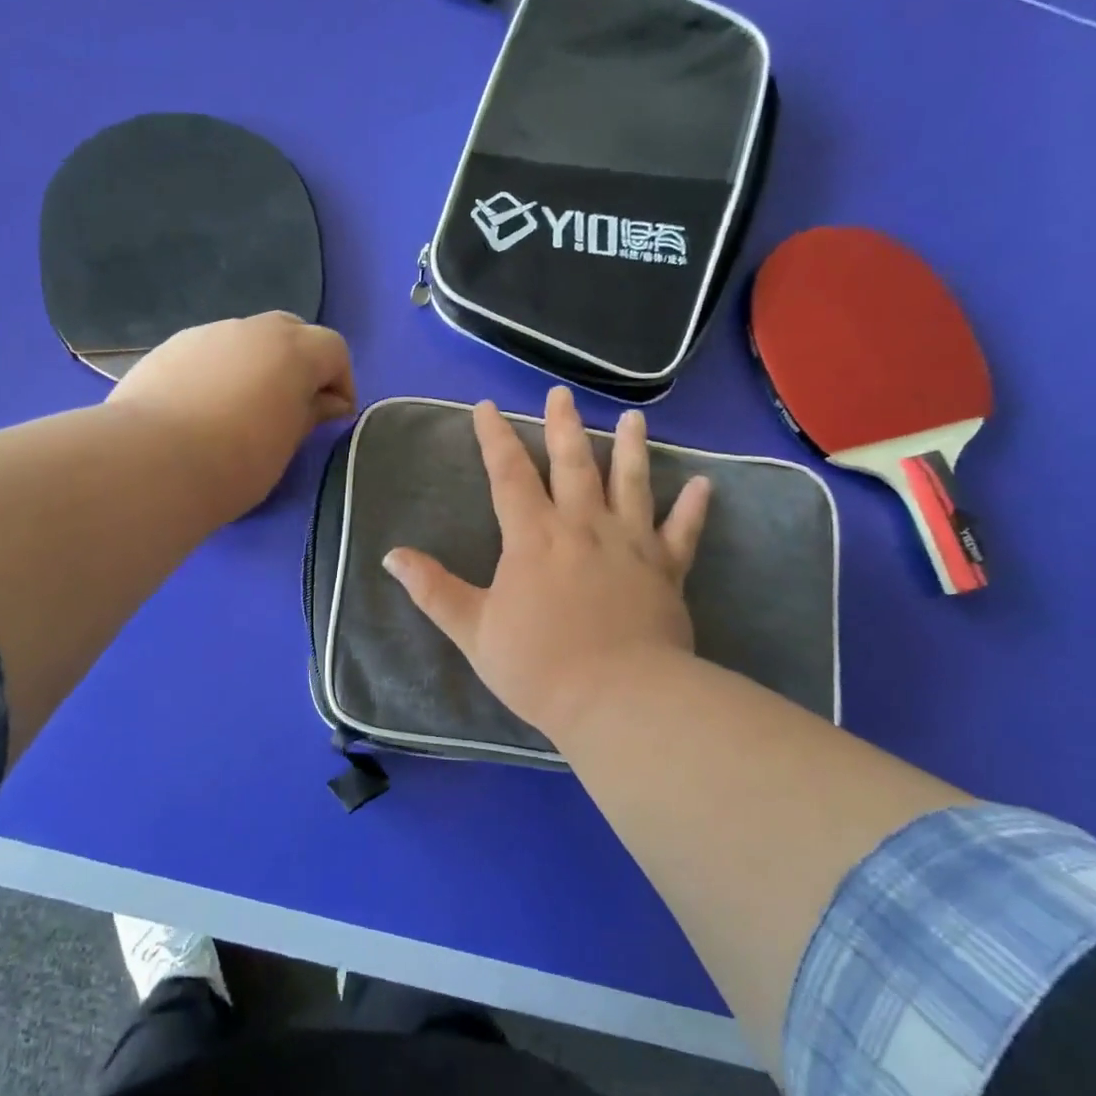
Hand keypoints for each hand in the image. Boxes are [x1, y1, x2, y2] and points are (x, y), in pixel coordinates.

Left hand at [108, 312, 355, 522]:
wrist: (152, 463)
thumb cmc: (235, 462)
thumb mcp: (285, 445)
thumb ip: (310, 415)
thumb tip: (327, 403)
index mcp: (292, 350)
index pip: (333, 349)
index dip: (341, 381)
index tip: (334, 417)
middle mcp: (251, 329)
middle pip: (291, 332)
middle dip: (301, 363)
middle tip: (294, 405)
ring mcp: (206, 334)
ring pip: (246, 339)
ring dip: (257, 364)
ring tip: (244, 408)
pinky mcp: (169, 348)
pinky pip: (209, 352)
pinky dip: (220, 371)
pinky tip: (204, 407)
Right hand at [383, 385, 710, 745]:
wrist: (619, 700)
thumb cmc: (539, 666)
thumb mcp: (473, 630)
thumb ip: (433, 589)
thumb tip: (390, 556)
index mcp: (533, 537)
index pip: (508, 474)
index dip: (494, 437)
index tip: (486, 406)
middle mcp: (584, 527)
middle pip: (574, 464)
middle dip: (564, 427)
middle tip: (561, 394)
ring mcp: (631, 545)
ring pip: (632, 483)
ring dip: (632, 448)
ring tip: (634, 418)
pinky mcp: (667, 570)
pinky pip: (683, 532)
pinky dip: (694, 507)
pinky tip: (704, 483)